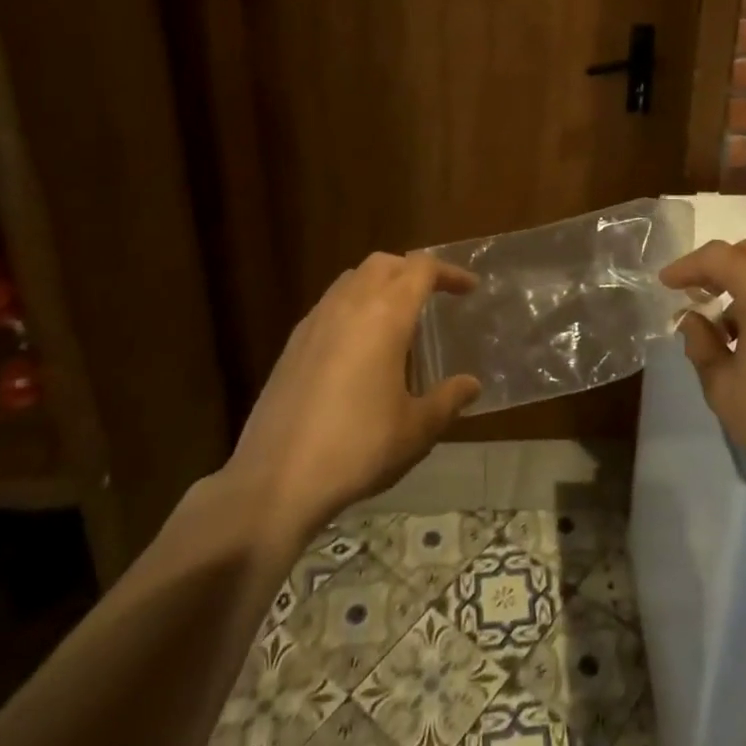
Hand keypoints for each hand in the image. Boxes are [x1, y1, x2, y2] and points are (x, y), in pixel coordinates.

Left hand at [225, 253, 481, 539]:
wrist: (274, 482)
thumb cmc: (357, 449)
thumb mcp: (415, 430)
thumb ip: (447, 400)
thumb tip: (471, 384)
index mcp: (385, 315)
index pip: (422, 269)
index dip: (450, 273)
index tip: (469, 289)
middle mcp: (349, 305)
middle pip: (385, 263)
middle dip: (413, 271)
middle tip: (433, 297)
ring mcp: (316, 321)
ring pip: (353, 279)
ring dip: (381, 284)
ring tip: (397, 319)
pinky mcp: (293, 343)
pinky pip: (330, 304)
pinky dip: (354, 306)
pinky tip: (359, 347)